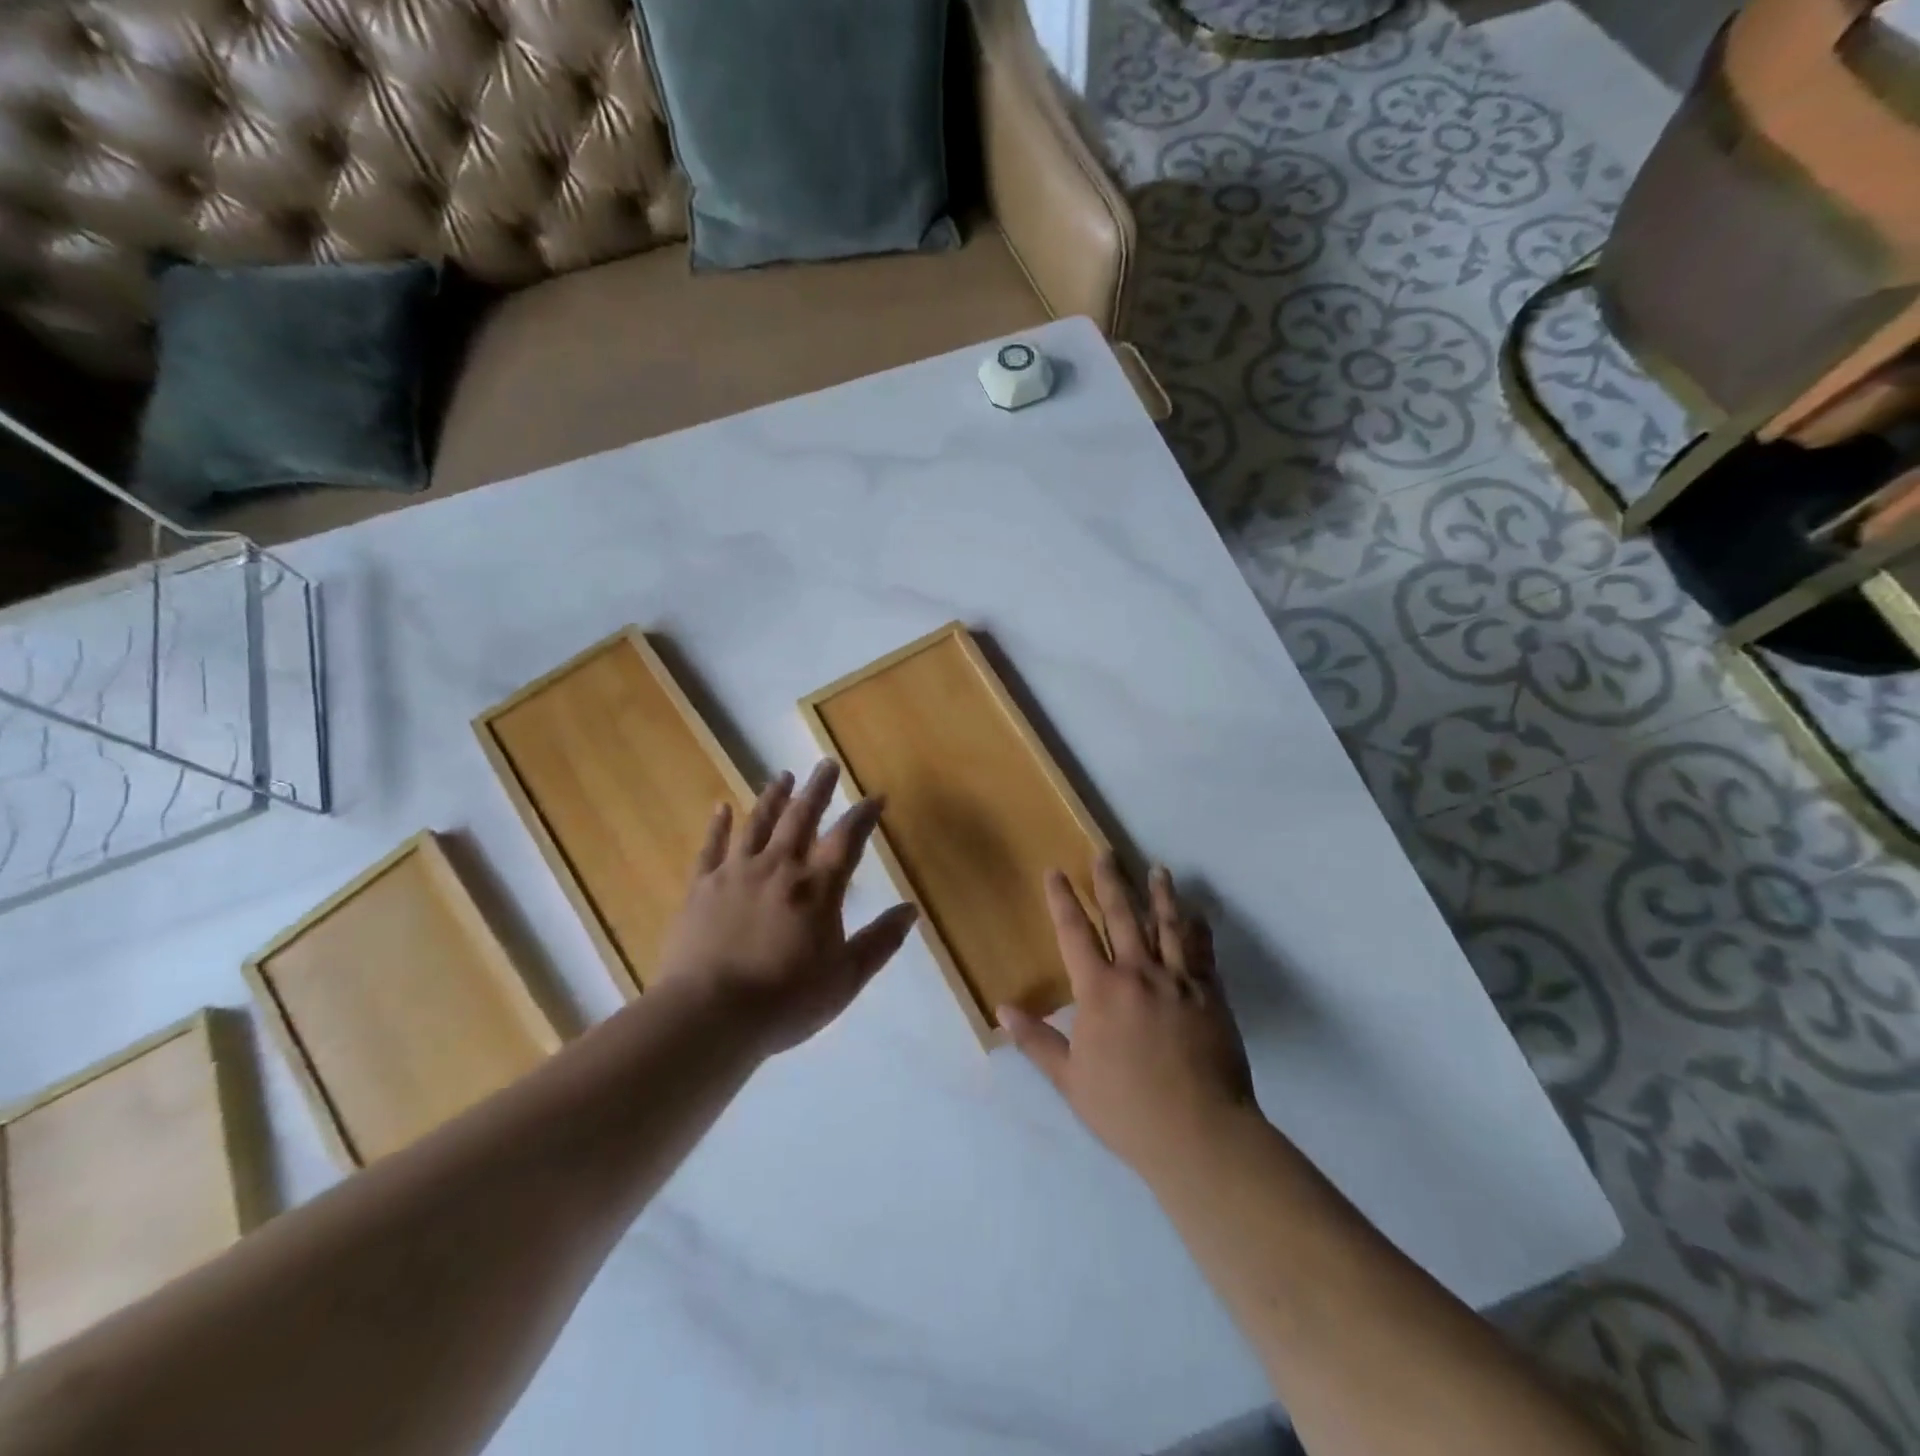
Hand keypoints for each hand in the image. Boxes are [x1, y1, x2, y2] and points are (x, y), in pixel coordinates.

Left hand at [656, 760, 918, 1057]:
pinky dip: (718, 825)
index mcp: (816, 888)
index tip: (876, 796)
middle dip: (818, 789)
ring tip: (782, 775)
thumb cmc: (785, 1001)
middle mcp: (778, 868)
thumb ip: (880, 942)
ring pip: (758, 823)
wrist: (709, 1016)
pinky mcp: (701, 887)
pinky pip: (711, 847)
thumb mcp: (845, 978)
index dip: (864, 815)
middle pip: (802, 817)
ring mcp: (736, 873)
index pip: (847, 839)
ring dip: (773, 797)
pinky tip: (721, 806)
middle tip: (826, 764)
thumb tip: (911, 910)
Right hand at [1001, 856, 1256, 1184]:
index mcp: (1099, 990)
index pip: (1075, 933)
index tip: (1056, 872)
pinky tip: (1197, 914)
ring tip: (1158, 870)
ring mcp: (1178, 981)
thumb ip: (1037, 1040)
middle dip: (1110, 882)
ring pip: (1167, 925)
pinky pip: (1202, 951)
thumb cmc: (1126, 1109)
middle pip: (1121, 916)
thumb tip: (1002, 1009)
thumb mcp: (1071, 1080)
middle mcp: (1138, 973)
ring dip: (1160, 894)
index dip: (1062, 900)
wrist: (1199, 1134)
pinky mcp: (1210, 994)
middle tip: (1106, 853)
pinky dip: (1198, 929)